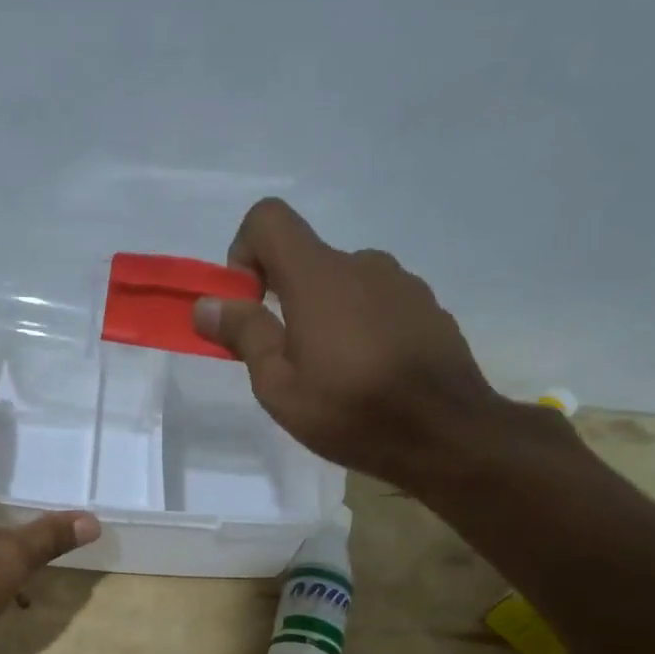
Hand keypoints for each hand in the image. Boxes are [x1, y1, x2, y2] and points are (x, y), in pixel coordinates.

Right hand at [193, 198, 515, 496]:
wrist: (448, 435)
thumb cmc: (352, 413)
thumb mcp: (280, 386)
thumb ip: (244, 335)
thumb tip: (207, 303)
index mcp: (319, 276)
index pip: (269, 219)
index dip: (245, 252)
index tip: (249, 305)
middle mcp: (362, 263)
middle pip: (306, 259)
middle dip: (284, 300)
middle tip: (289, 362)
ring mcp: (401, 283)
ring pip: (343, 284)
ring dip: (326, 316)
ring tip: (335, 375)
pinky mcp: (428, 307)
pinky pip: (378, 302)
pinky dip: (361, 326)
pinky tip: (372, 374)